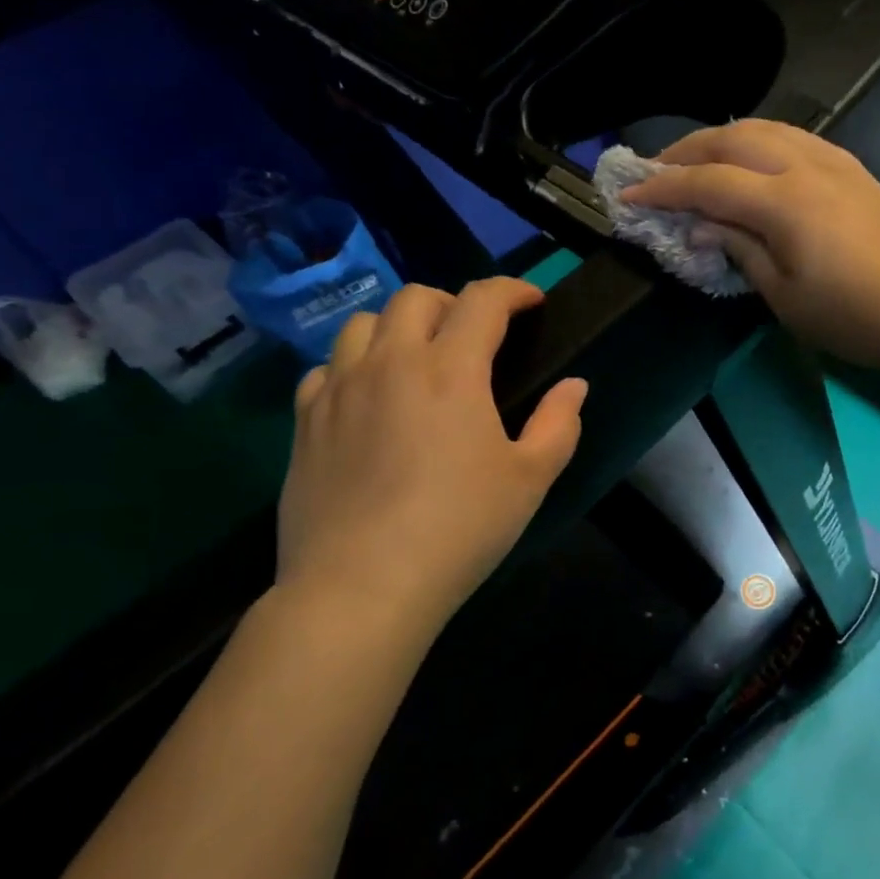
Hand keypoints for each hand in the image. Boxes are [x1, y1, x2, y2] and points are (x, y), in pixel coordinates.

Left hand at [275, 278, 586, 650]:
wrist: (361, 587)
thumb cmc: (459, 529)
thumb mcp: (530, 479)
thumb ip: (559, 424)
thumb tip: (574, 386)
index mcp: (450, 370)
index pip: (483, 300)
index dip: (513, 290)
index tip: (532, 302)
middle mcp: (390, 363)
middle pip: (417, 298)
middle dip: (454, 303)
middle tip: (475, 336)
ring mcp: (339, 389)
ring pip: (363, 323)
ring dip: (399, 327)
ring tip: (418, 360)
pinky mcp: (305, 421)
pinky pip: (326, 368)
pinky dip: (353, 366)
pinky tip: (368, 399)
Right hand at [620, 120, 879, 378]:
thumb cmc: (856, 316)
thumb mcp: (786, 297)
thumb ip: (740, 251)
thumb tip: (702, 227)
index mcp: (784, 202)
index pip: (707, 183)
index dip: (663, 188)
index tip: (627, 195)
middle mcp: (805, 166)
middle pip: (731, 139)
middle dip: (685, 151)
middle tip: (654, 170)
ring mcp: (833, 162)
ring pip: (764, 128)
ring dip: (721, 138)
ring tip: (695, 160)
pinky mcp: (851, 168)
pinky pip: (792, 137)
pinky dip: (757, 140)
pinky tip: (749, 161)